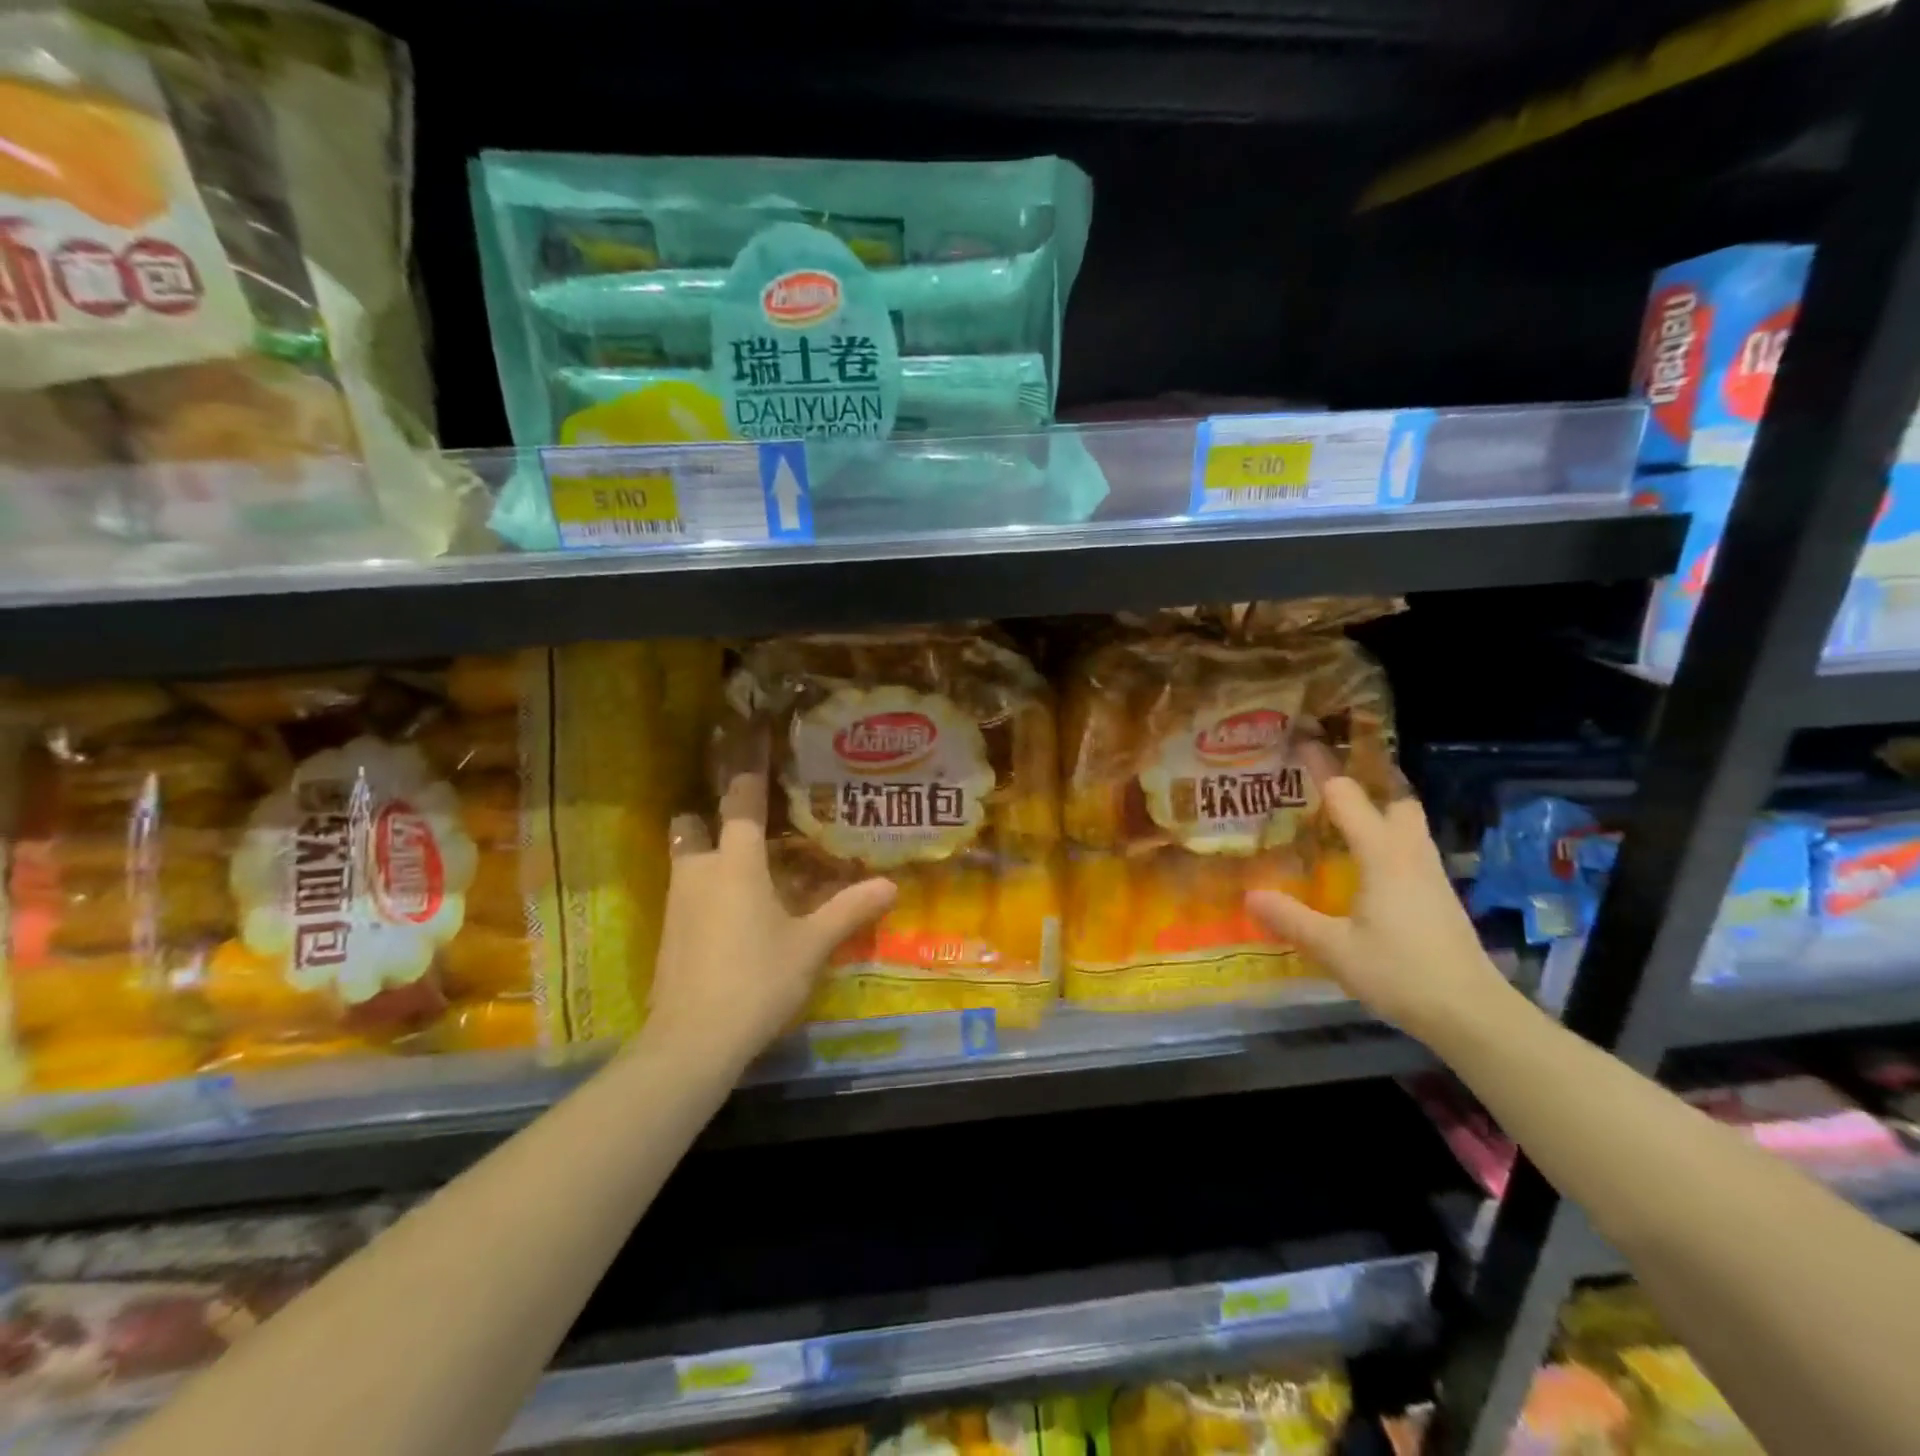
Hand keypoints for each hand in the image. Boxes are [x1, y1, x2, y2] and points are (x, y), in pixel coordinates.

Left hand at [644, 774, 895, 1074]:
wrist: (692, 1040)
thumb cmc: (757, 979)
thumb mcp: (811, 946)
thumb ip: (849, 910)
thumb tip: (891, 885)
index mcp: (735, 864)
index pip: (739, 805)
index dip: (747, 779)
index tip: (754, 758)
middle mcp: (699, 872)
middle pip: (691, 826)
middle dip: (708, 818)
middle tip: (741, 825)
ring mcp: (676, 904)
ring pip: (684, 860)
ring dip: (704, 854)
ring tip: (740, 866)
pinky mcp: (666, 934)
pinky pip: (683, 893)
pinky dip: (701, 889)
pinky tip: (726, 912)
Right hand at [1246, 775, 1511, 1041]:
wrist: (1472, 1013)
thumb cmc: (1400, 973)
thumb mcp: (1334, 949)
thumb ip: (1291, 919)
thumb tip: (1250, 894)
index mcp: (1383, 856)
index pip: (1349, 798)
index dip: (1323, 769)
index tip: (1301, 744)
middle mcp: (1410, 855)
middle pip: (1396, 800)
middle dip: (1368, 783)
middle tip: (1329, 785)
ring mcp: (1431, 876)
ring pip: (1410, 825)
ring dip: (1382, 812)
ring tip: (1344, 820)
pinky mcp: (1440, 897)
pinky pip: (1412, 851)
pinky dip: (1389, 841)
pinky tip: (1368, 867)